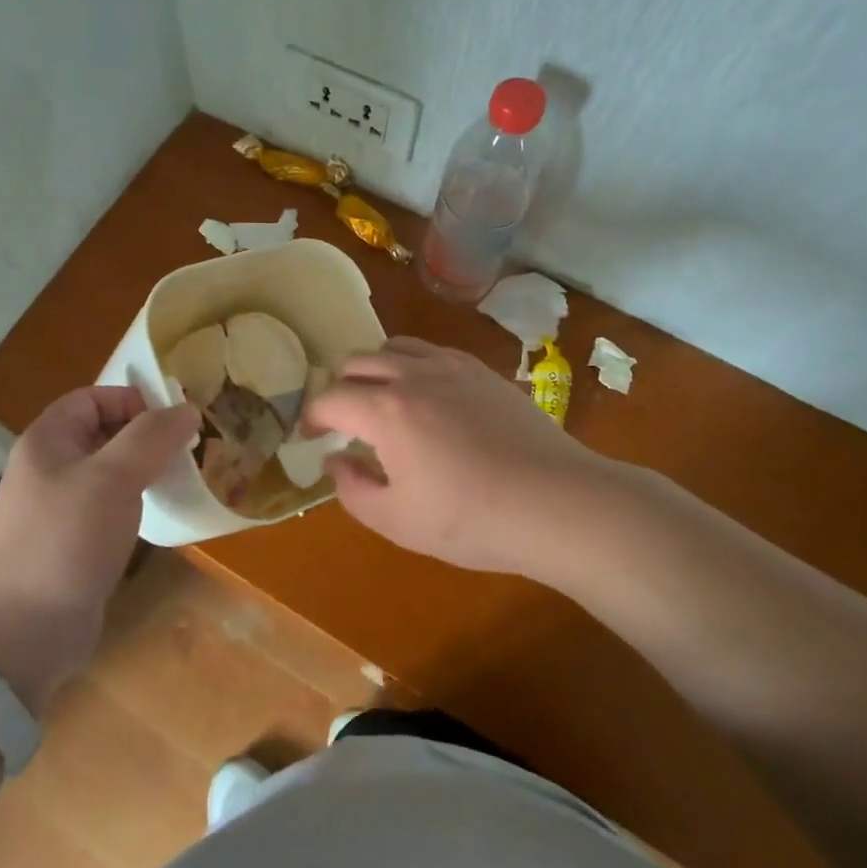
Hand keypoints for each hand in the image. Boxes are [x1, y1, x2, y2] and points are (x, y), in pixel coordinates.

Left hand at [0, 387, 196, 712]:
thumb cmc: (67, 540)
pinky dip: (133, 500)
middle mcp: (47, 467)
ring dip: (143, 468)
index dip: (133, 401)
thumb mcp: (114, 478)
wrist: (25, 634)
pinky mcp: (69, 541)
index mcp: (47, 441)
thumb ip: (152, 437)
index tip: (173, 422)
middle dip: (145, 435)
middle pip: (102, 431)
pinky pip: (106, 504)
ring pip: (108, 470)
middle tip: (186, 448)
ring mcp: (56, 506)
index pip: (93, 398)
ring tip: (180, 477)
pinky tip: (157, 513)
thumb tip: (188, 408)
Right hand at [303, 338, 608, 575]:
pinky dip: (413, 365)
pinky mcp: (483, 371)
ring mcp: (452, 367)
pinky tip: (428, 396)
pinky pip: (432, 352)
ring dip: (375, 369)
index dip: (311, 416)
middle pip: (357, 361)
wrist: (557, 503)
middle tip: (344, 421)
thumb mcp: (397, 521)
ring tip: (383, 400)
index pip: (330, 398)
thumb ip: (352, 489)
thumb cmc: (471, 519)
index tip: (310, 437)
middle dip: (340, 388)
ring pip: (395, 346)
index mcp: (385, 410)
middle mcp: (413, 375)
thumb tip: (336, 460)